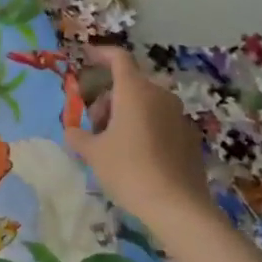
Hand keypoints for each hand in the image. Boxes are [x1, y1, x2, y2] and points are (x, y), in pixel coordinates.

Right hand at [65, 44, 212, 225]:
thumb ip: (78, 135)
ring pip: (146, 102)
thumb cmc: (129, 170)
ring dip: (126, 112)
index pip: (119, 58)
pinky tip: (136, 154)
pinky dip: (144, 126)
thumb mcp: (93, 153)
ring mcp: (178, 115)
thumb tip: (72, 130)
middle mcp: (159, 95)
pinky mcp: (189, 136)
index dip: (101, 54)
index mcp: (134, 91)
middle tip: (93, 123)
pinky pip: (160, 120)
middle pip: (129, 83)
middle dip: (108, 96)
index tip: (86, 57)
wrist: (178, 207)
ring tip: (112, 141)